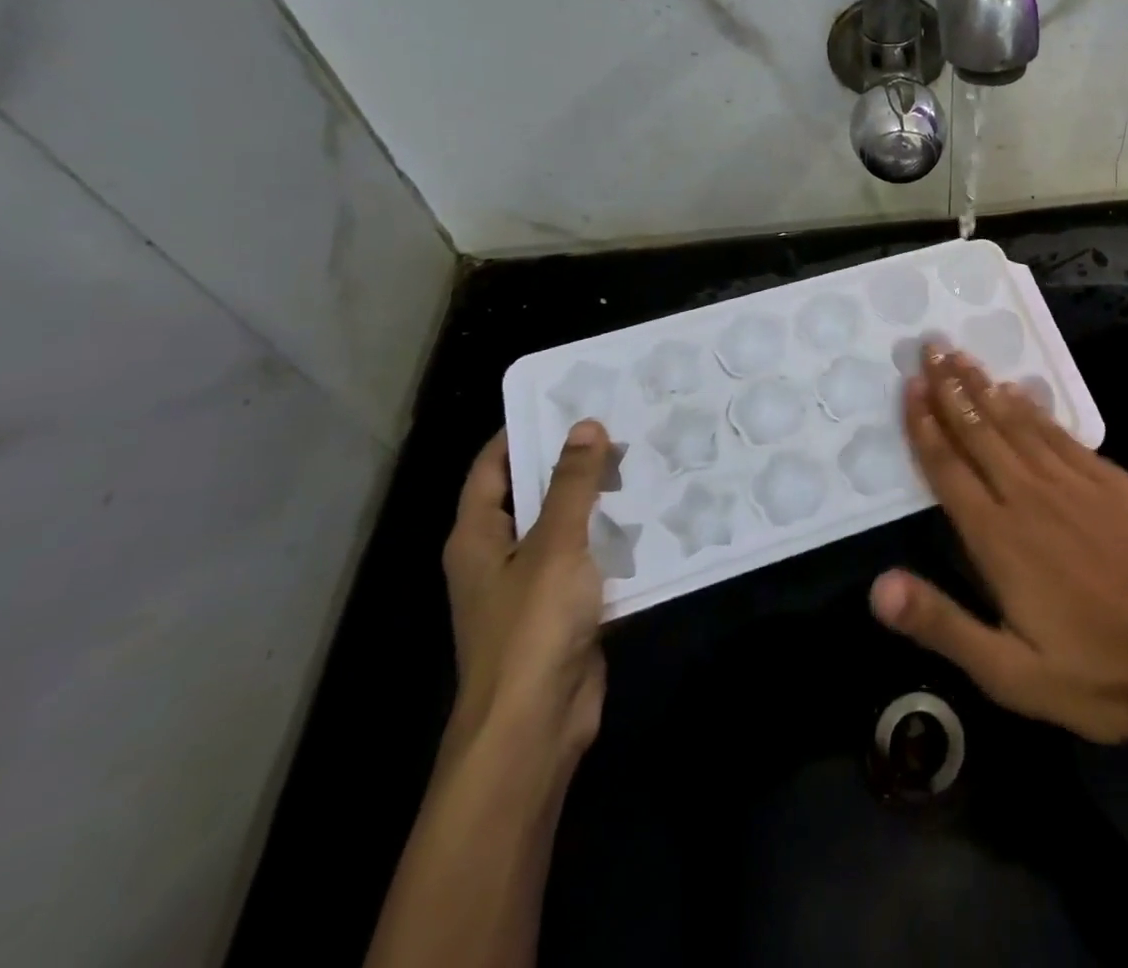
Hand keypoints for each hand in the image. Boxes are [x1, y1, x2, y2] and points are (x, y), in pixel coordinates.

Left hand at [441, 423, 615, 764]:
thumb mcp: (556, 543)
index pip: (491, 467)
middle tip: (620, 426)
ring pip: (566, 528)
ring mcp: (531, 587)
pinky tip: (651, 520)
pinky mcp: (564, 611)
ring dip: (598, 501)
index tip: (567, 401)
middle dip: (571, 463)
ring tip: (643, 462)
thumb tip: (586, 425)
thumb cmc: (532, 627)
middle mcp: (498, 557)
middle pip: (532, 494)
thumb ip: (573, 483)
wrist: (534, 726)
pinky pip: (589, 561)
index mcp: (477, 537)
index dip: (521, 431)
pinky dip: (613, 540)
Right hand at [871, 348, 1127, 745]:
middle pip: (979, 431)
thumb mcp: (1009, 673)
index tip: (909, 386)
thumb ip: (942, 624)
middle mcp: (1029, 495)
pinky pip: (1058, 432)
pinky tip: (1019, 392)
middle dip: (950, 388)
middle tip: (930, 346)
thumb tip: (877, 587)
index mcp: (998, 537)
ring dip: (985, 387)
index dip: (924, 426)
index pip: (948, 469)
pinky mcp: (1109, 480)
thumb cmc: (1094, 672)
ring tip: (962, 357)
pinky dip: (1032, 408)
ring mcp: (1073, 482)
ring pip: (1017, 422)